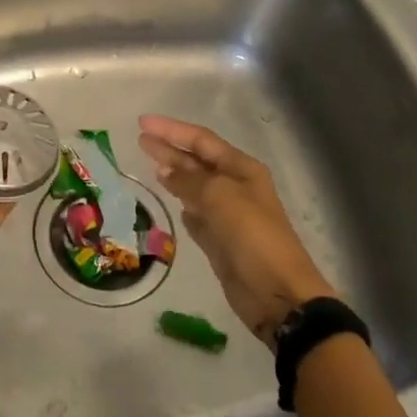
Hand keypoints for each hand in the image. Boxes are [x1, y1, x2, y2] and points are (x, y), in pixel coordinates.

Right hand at [137, 115, 336, 346]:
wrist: (277, 292)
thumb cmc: (252, 236)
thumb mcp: (219, 197)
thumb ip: (189, 180)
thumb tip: (165, 170)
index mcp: (241, 169)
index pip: (201, 140)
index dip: (171, 130)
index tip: (142, 123)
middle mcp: (235, 187)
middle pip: (196, 161)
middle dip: (169, 149)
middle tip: (140, 140)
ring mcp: (227, 215)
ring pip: (195, 188)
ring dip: (174, 175)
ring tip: (150, 165)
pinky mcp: (219, 241)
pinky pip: (197, 216)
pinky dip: (184, 206)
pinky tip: (172, 201)